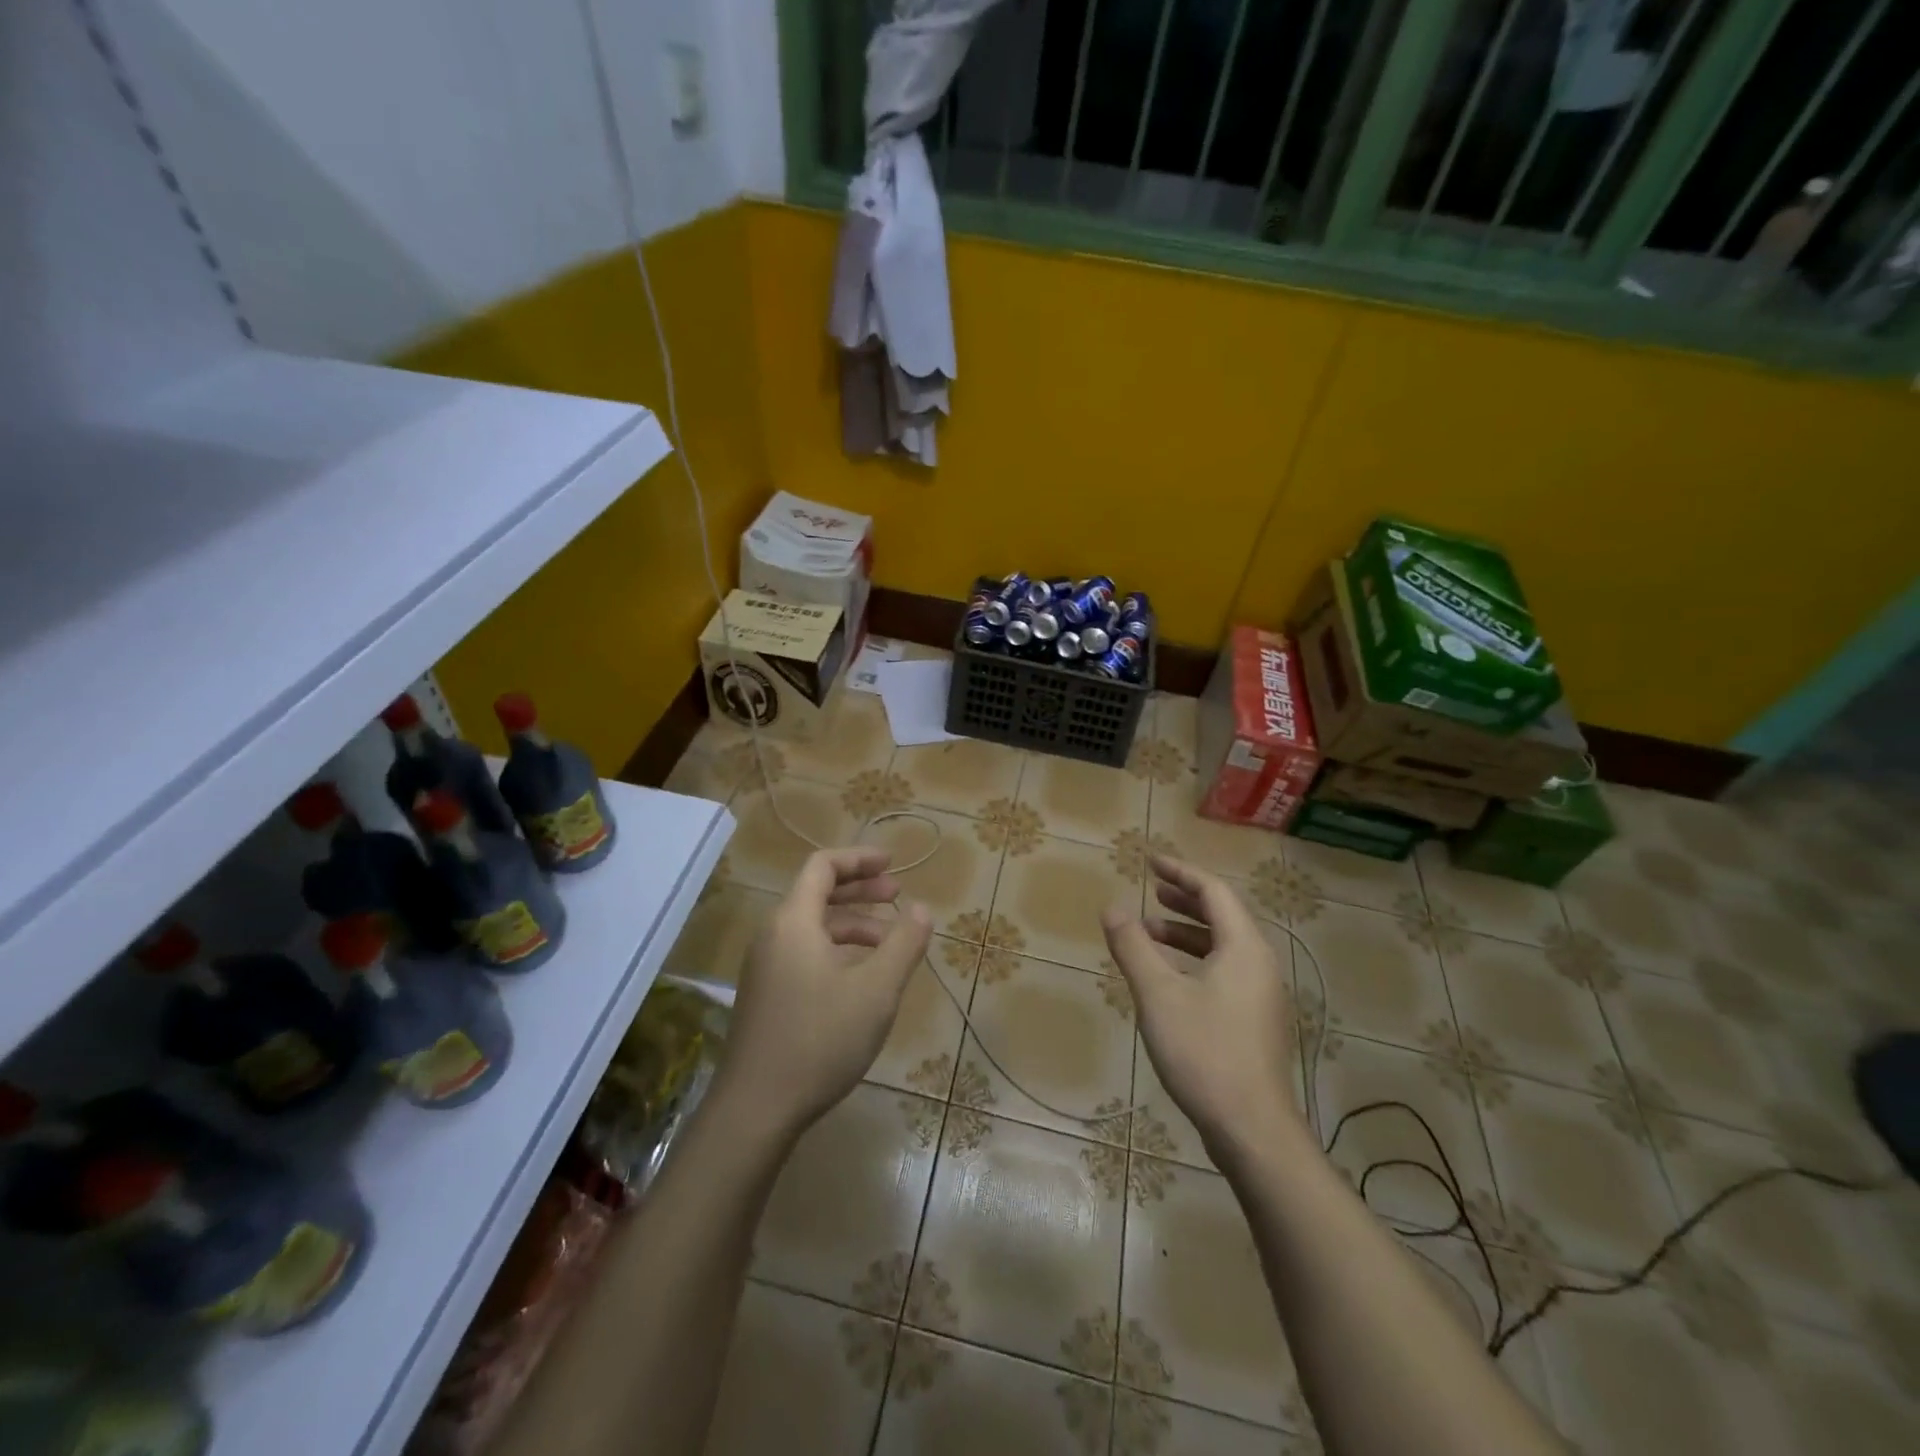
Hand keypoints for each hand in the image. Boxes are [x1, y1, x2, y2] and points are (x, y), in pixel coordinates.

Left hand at [719, 848, 932, 1136]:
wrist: (756, 1109)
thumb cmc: (820, 1040)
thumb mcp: (876, 990)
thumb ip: (903, 943)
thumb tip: (922, 909)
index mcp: (794, 921)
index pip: (823, 866)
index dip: (859, 858)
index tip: (892, 864)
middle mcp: (774, 934)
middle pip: (817, 892)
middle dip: (860, 889)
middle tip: (898, 895)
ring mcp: (766, 966)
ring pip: (813, 926)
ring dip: (852, 923)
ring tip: (890, 940)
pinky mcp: (766, 993)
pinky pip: (804, 951)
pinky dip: (837, 948)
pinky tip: (862, 975)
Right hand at [1102, 855, 1303, 1158]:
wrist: (1252, 1130)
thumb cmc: (1204, 1052)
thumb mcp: (1158, 994)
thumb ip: (1133, 946)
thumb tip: (1112, 906)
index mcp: (1243, 948)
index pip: (1214, 892)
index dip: (1181, 872)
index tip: (1150, 862)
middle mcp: (1259, 964)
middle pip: (1223, 916)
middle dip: (1185, 900)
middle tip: (1152, 891)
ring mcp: (1261, 996)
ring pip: (1224, 947)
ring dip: (1187, 933)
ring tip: (1149, 934)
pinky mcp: (1255, 1022)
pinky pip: (1225, 972)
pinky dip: (1195, 961)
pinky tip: (1169, 980)